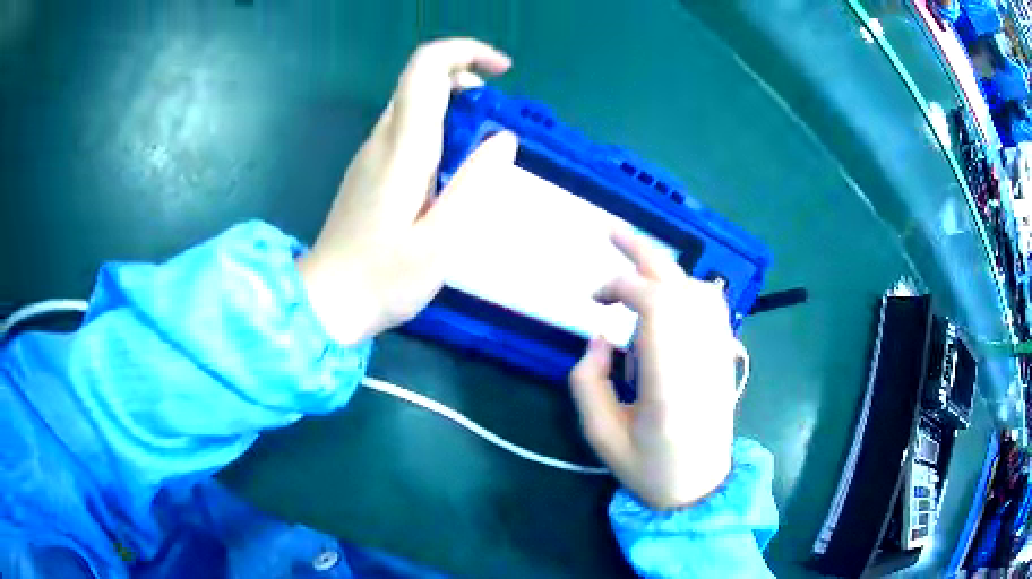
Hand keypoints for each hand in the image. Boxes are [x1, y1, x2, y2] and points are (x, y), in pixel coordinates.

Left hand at [297, 39, 517, 344]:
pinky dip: (436, 125)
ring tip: (479, 144)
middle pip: (419, 77)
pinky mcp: (367, 169)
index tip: (504, 71)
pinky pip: (405, 127)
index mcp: (403, 148)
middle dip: (464, 76)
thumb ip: (475, 184)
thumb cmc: (383, 279)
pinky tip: (449, 167)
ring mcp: (370, 153)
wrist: (325, 302)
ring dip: (452, 102)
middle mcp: (382, 139)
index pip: (426, 68)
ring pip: (412, 101)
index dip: (466, 52)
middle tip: (494, 115)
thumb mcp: (441, 240)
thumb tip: (503, 138)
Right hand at [570, 230, 746, 509]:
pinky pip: (712, 306)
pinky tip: (668, 292)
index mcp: (670, 382)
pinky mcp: (723, 356)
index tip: (595, 301)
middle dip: (643, 252)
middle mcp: (700, 358)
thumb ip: (588, 381)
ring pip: (698, 289)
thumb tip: (601, 336)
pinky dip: (688, 287)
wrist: (701, 487)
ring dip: (664, 271)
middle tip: (610, 232)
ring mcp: (718, 354)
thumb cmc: (650, 468)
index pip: (657, 306)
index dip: (622, 287)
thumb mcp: (601, 435)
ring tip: (633, 264)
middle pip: (679, 286)